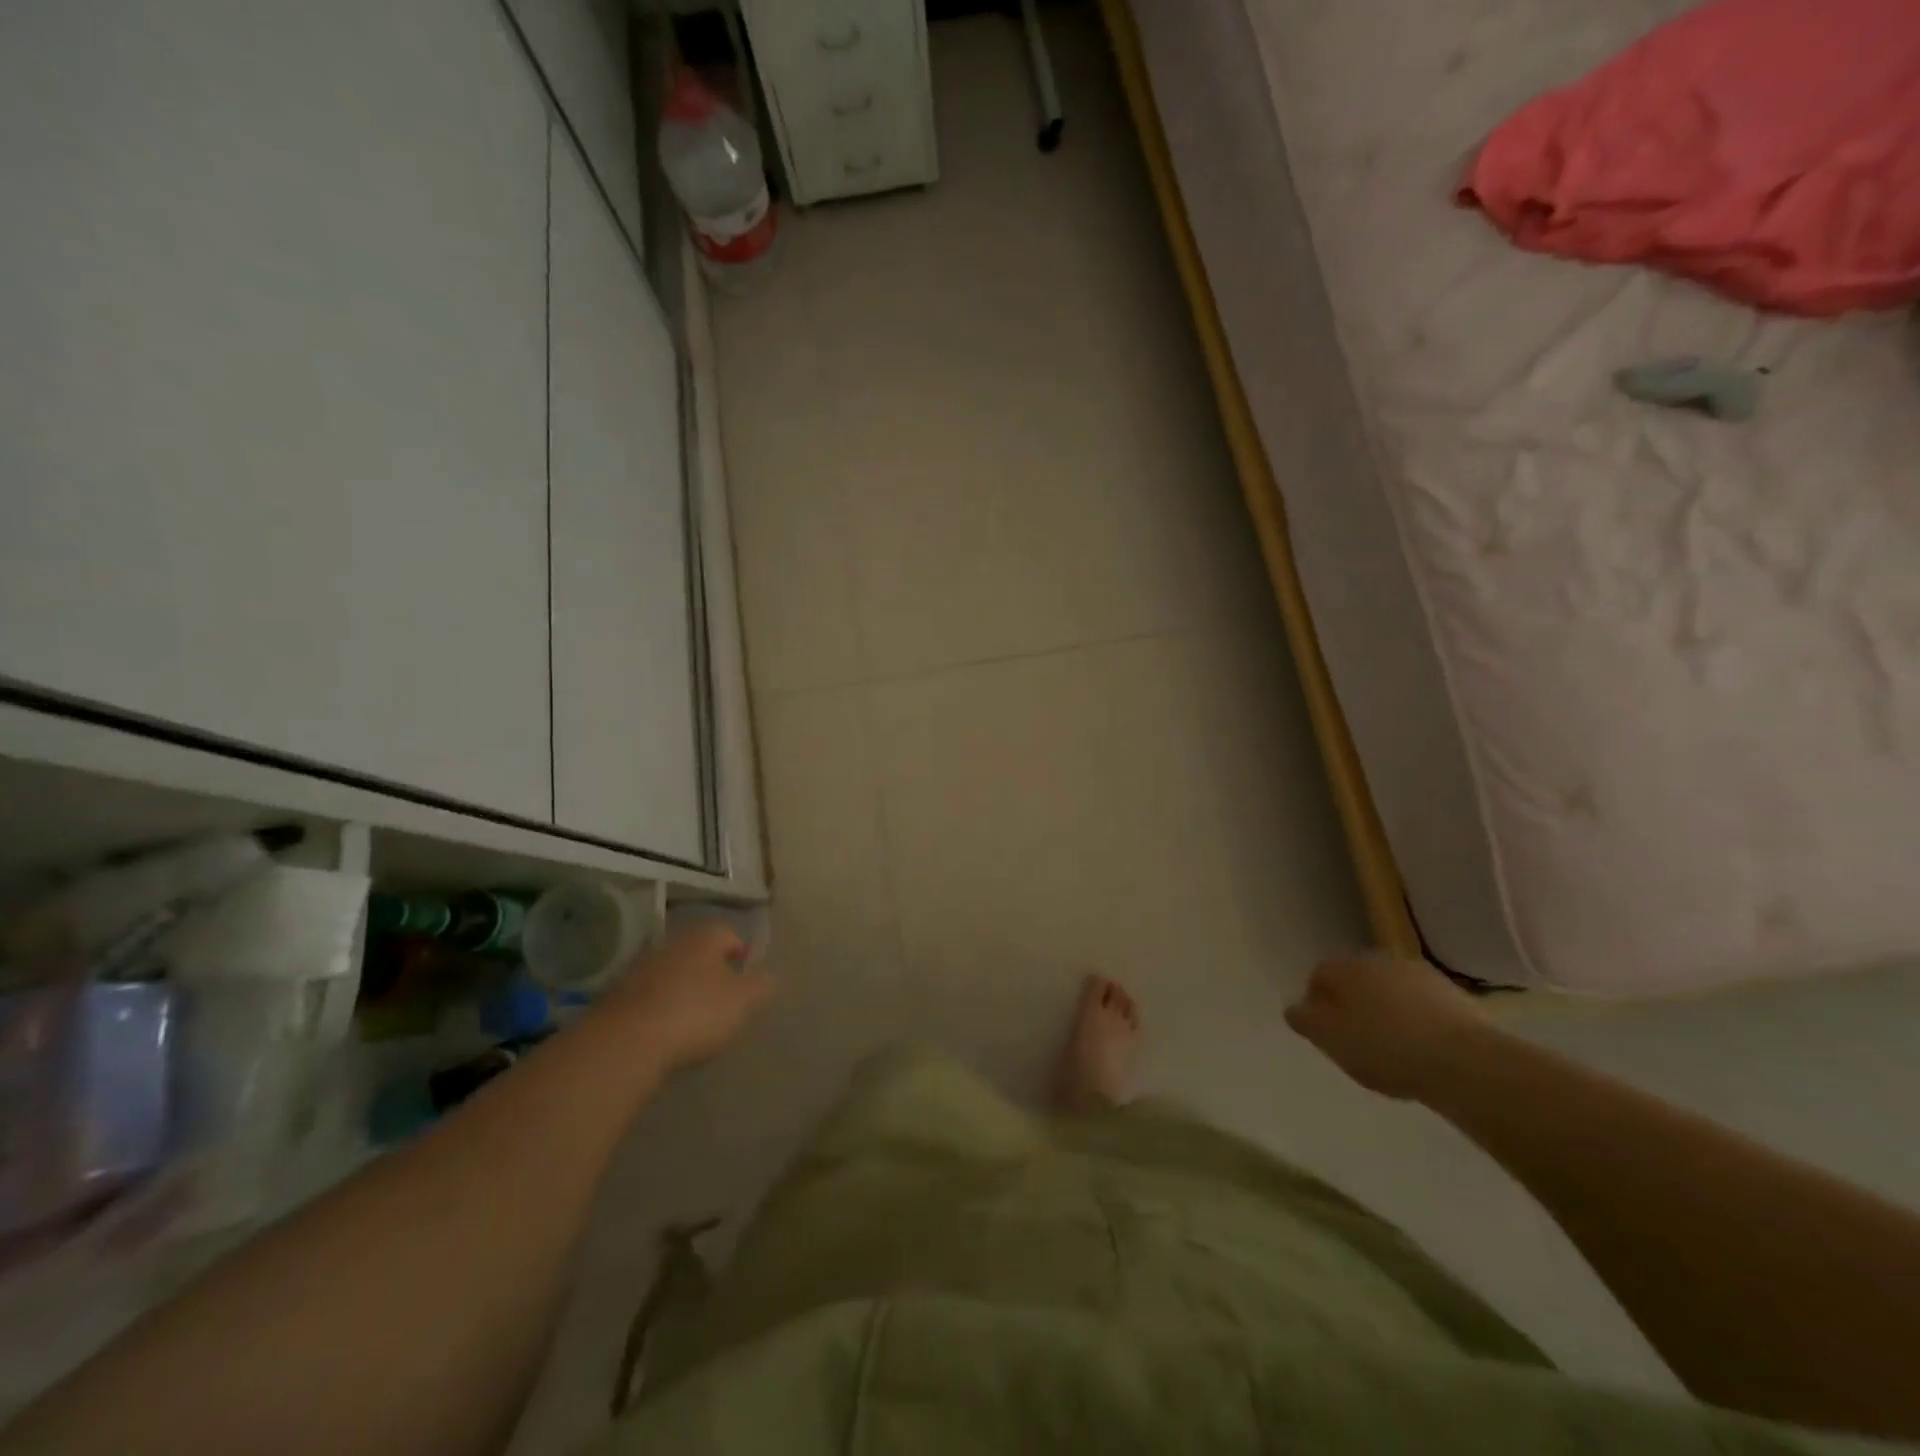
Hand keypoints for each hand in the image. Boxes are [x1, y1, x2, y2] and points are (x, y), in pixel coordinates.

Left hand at [605, 921, 773, 1071]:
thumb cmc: (695, 1013)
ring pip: (671, 973)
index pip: (729, 934)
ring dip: (683, 989)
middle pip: (697, 952)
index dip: (741, 952)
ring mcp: (639, 969)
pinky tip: (666, 1031)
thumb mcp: (742, 1001)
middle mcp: (671, 944)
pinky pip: (649, 997)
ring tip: (695, 1018)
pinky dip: (660, 1008)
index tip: (747, 974)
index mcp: (704, 937)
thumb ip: (761, 986)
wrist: (626, 1043)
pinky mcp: (616, 998)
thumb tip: (770, 976)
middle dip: (710, 970)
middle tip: (724, 996)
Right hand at [1284, 953, 1486, 1099]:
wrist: (1464, 1062)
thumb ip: (1305, 1021)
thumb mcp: (1330, 1039)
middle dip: (1353, 1004)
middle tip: (1356, 1040)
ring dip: (1386, 1011)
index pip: (1319, 975)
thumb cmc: (1384, 1048)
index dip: (1317, 1003)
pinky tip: (1422, 1050)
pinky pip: (1422, 1006)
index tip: (1325, 1033)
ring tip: (1392, 1048)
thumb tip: (1295, 1009)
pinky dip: (1416, 1021)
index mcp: (1346, 967)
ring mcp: (1420, 975)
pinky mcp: (1454, 995)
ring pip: (1390, 991)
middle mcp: (1380, 960)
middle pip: (1356, 980)